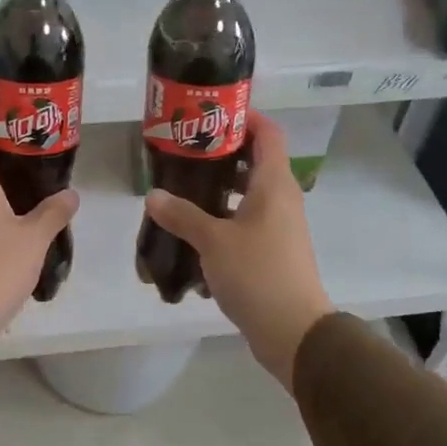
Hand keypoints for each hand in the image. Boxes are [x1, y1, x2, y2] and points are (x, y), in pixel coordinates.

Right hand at [143, 111, 333, 391]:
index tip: (210, 115)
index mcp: (274, 184)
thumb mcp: (213, 241)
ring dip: (221, 187)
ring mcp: (280, 226)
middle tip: (185, 152)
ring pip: (250, 193)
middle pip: (256, 161)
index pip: (267, 133)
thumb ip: (182, 215)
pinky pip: (248, 220)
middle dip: (222, 153)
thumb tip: (153, 195)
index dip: (244, 117)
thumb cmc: (257, 274)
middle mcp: (282, 198)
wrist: (293, 330)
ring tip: (183, 187)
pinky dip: (225, 217)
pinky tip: (195, 228)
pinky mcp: (273, 250)